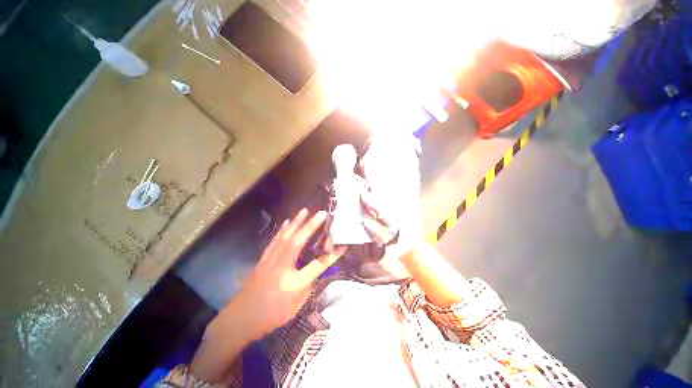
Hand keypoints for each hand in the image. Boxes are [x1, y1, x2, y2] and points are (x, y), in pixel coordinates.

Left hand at [219, 209, 345, 339]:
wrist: (241, 319)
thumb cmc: (272, 315)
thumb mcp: (297, 305)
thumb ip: (308, 285)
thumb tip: (316, 269)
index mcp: (293, 282)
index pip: (317, 265)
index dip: (332, 255)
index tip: (342, 244)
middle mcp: (282, 267)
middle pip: (298, 242)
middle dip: (311, 226)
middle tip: (321, 213)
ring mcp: (271, 261)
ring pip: (285, 237)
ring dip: (296, 222)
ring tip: (305, 211)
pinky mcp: (263, 259)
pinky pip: (274, 241)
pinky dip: (282, 230)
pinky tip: (286, 222)